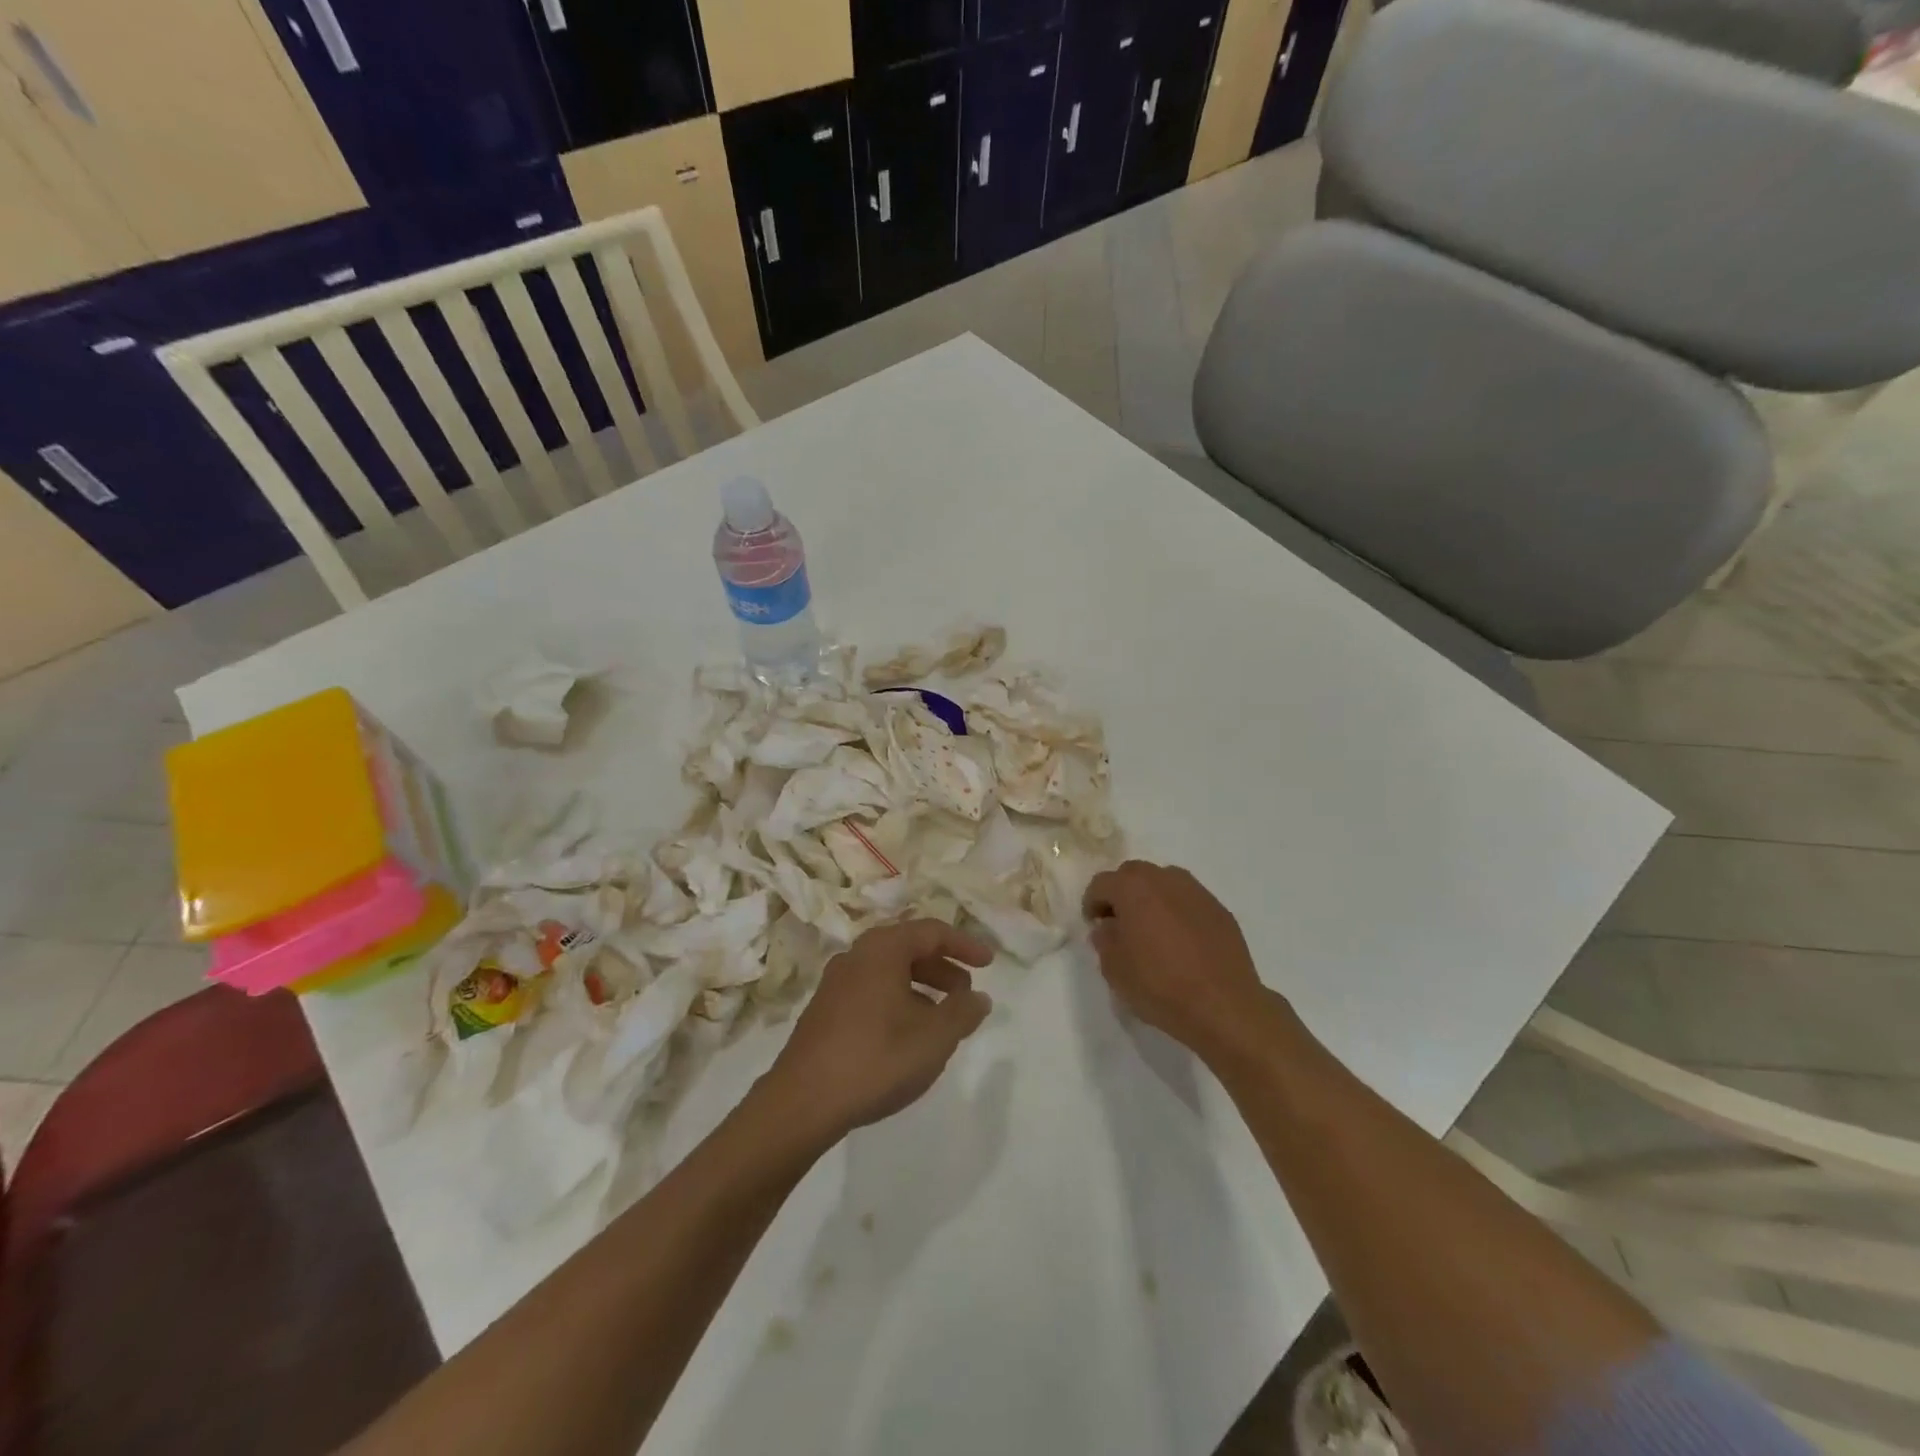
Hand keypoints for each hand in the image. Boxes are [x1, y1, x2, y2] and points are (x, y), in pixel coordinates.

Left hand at [761, 919, 994, 1146]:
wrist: (802, 1101)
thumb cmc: (877, 1058)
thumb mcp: (934, 1037)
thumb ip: (963, 1012)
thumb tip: (979, 997)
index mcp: (883, 949)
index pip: (932, 931)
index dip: (964, 945)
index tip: (988, 964)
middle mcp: (857, 955)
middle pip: (909, 948)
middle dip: (943, 967)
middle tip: (967, 994)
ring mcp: (836, 982)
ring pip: (889, 971)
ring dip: (922, 986)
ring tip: (943, 1018)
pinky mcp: (825, 1010)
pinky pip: (872, 990)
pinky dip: (899, 1000)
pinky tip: (908, 1034)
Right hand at [1082, 861, 1272, 1060]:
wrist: (1224, 1005)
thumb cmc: (1160, 985)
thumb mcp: (1115, 969)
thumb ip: (1105, 940)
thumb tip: (1109, 927)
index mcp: (1133, 888)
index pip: (1101, 883)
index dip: (1092, 903)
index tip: (1094, 925)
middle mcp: (1164, 879)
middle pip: (1133, 874)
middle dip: (1122, 893)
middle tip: (1120, 922)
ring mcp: (1196, 891)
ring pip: (1164, 881)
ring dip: (1151, 897)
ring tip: (1152, 929)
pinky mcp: (1219, 909)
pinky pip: (1188, 900)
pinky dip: (1177, 911)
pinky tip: (1181, 940)